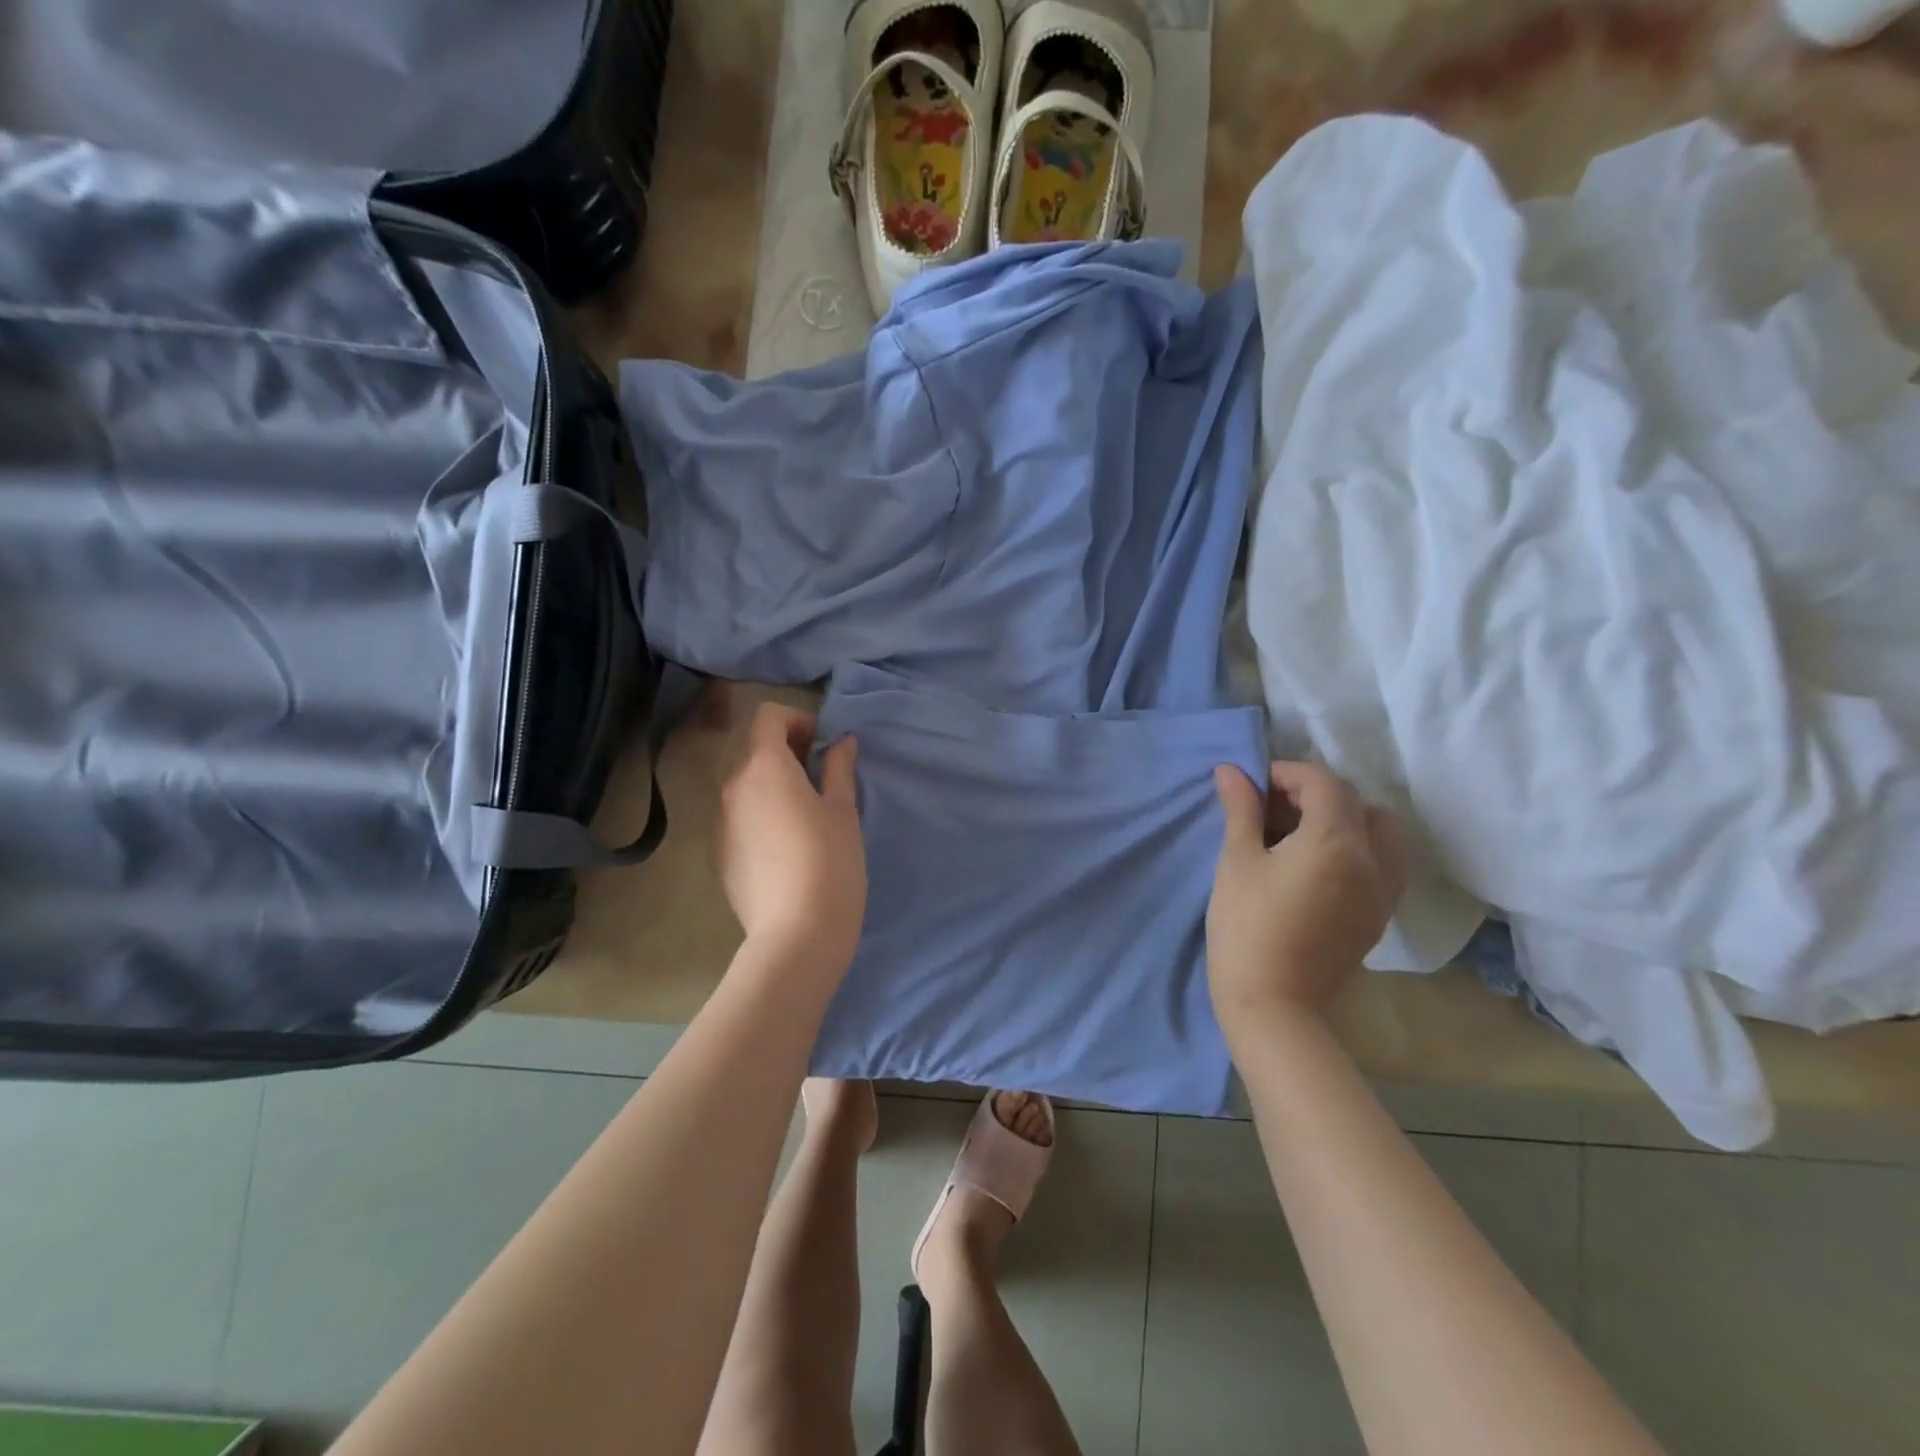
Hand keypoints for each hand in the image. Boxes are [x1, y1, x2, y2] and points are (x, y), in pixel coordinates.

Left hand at [716, 702, 866, 972]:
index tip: (822, 744)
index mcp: (764, 767)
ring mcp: (721, 823)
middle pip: (755, 750)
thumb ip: (839, 768)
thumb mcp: (843, 810)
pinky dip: (761, 815)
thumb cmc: (830, 861)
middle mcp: (733, 787)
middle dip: (787, 753)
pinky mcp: (720, 854)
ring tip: (807, 815)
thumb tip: (841, 742)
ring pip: (746, 786)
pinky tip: (787, 848)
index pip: (768, 716)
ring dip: (773, 785)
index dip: (797, 719)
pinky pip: (740, 818)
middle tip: (821, 778)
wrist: (795, 934)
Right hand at [1207, 761, 1405, 1039]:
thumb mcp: (1237, 861)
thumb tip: (1231, 771)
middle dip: (1318, 794)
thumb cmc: (1246, 926)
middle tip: (1276, 809)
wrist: (1273, 1004)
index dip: (1288, 774)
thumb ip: (1241, 810)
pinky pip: (1384, 864)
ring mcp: (1382, 892)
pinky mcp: (1379, 916)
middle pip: (1359, 803)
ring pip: (1382, 833)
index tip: (1255, 786)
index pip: (1324, 784)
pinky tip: (1318, 866)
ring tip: (1302, 835)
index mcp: (1335, 842)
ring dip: (1347, 819)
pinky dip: (1358, 848)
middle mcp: (1372, 861)